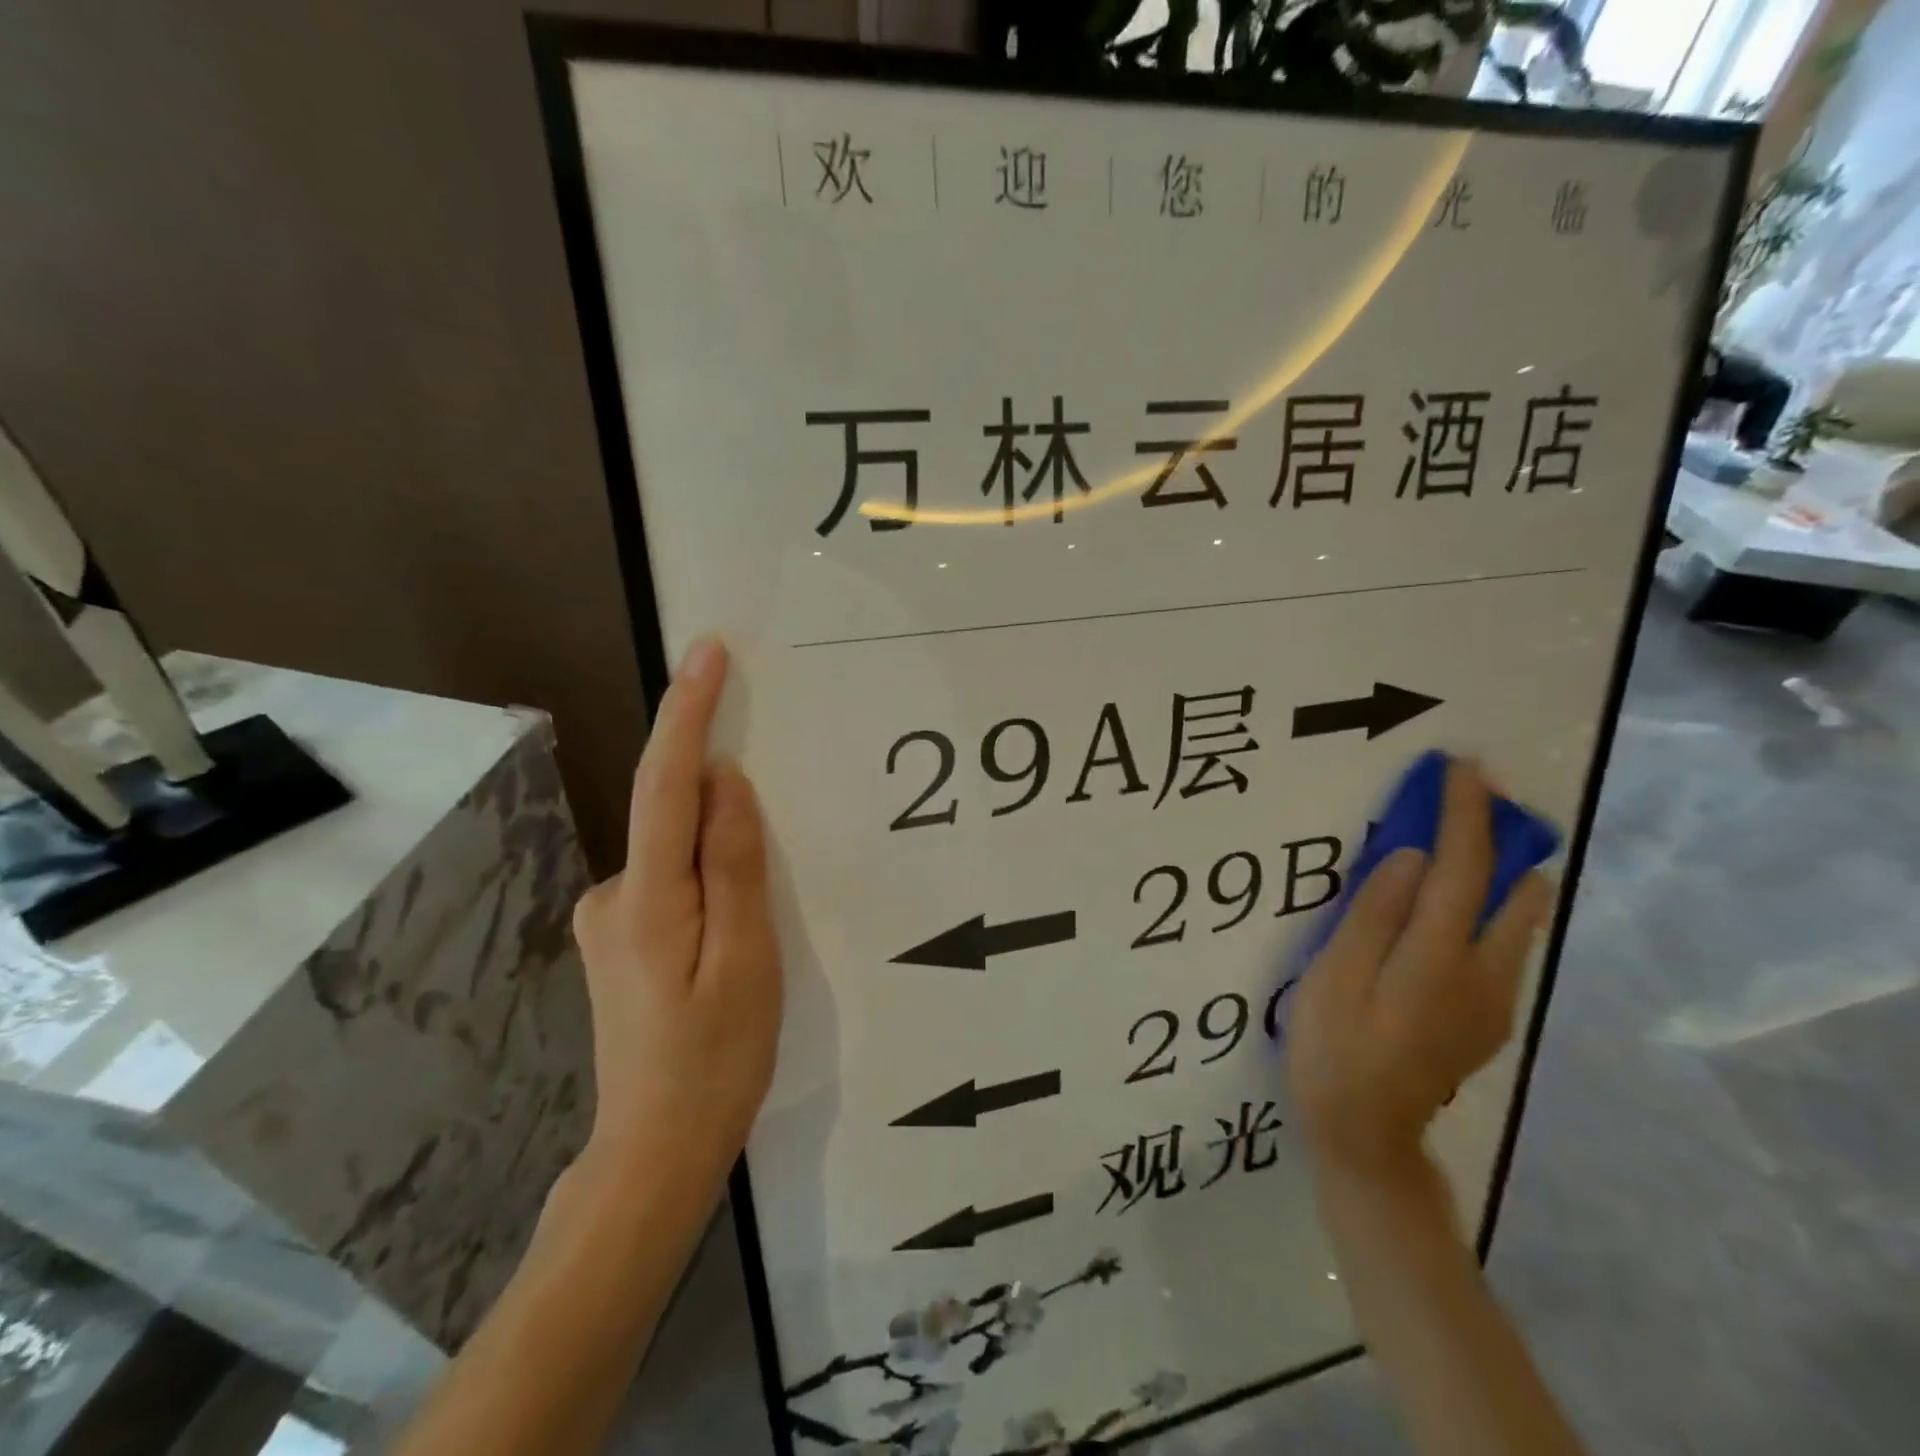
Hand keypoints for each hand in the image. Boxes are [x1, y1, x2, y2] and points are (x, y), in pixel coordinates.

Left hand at [569, 638, 781, 1194]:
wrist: (655, 1149)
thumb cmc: (715, 1060)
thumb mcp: (747, 962)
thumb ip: (734, 866)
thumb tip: (724, 781)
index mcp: (647, 900)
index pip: (665, 783)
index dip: (686, 713)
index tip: (707, 652)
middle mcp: (612, 894)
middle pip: (671, 814)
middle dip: (718, 787)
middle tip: (771, 808)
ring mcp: (609, 917)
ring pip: (676, 850)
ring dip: (720, 845)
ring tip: (763, 908)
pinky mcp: (621, 934)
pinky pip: (673, 875)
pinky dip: (707, 870)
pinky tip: (737, 922)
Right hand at [1286, 759, 1552, 1179]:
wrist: (1366, 1134)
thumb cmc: (1333, 1048)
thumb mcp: (1332, 976)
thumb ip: (1374, 915)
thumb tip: (1411, 856)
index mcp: (1438, 957)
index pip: (1461, 867)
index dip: (1465, 813)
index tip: (1465, 767)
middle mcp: (1484, 972)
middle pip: (1512, 888)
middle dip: (1497, 836)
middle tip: (1462, 802)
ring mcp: (1495, 998)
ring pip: (1517, 918)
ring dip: (1497, 872)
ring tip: (1456, 849)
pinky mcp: (1490, 1017)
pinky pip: (1502, 945)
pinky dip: (1487, 909)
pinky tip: (1445, 912)